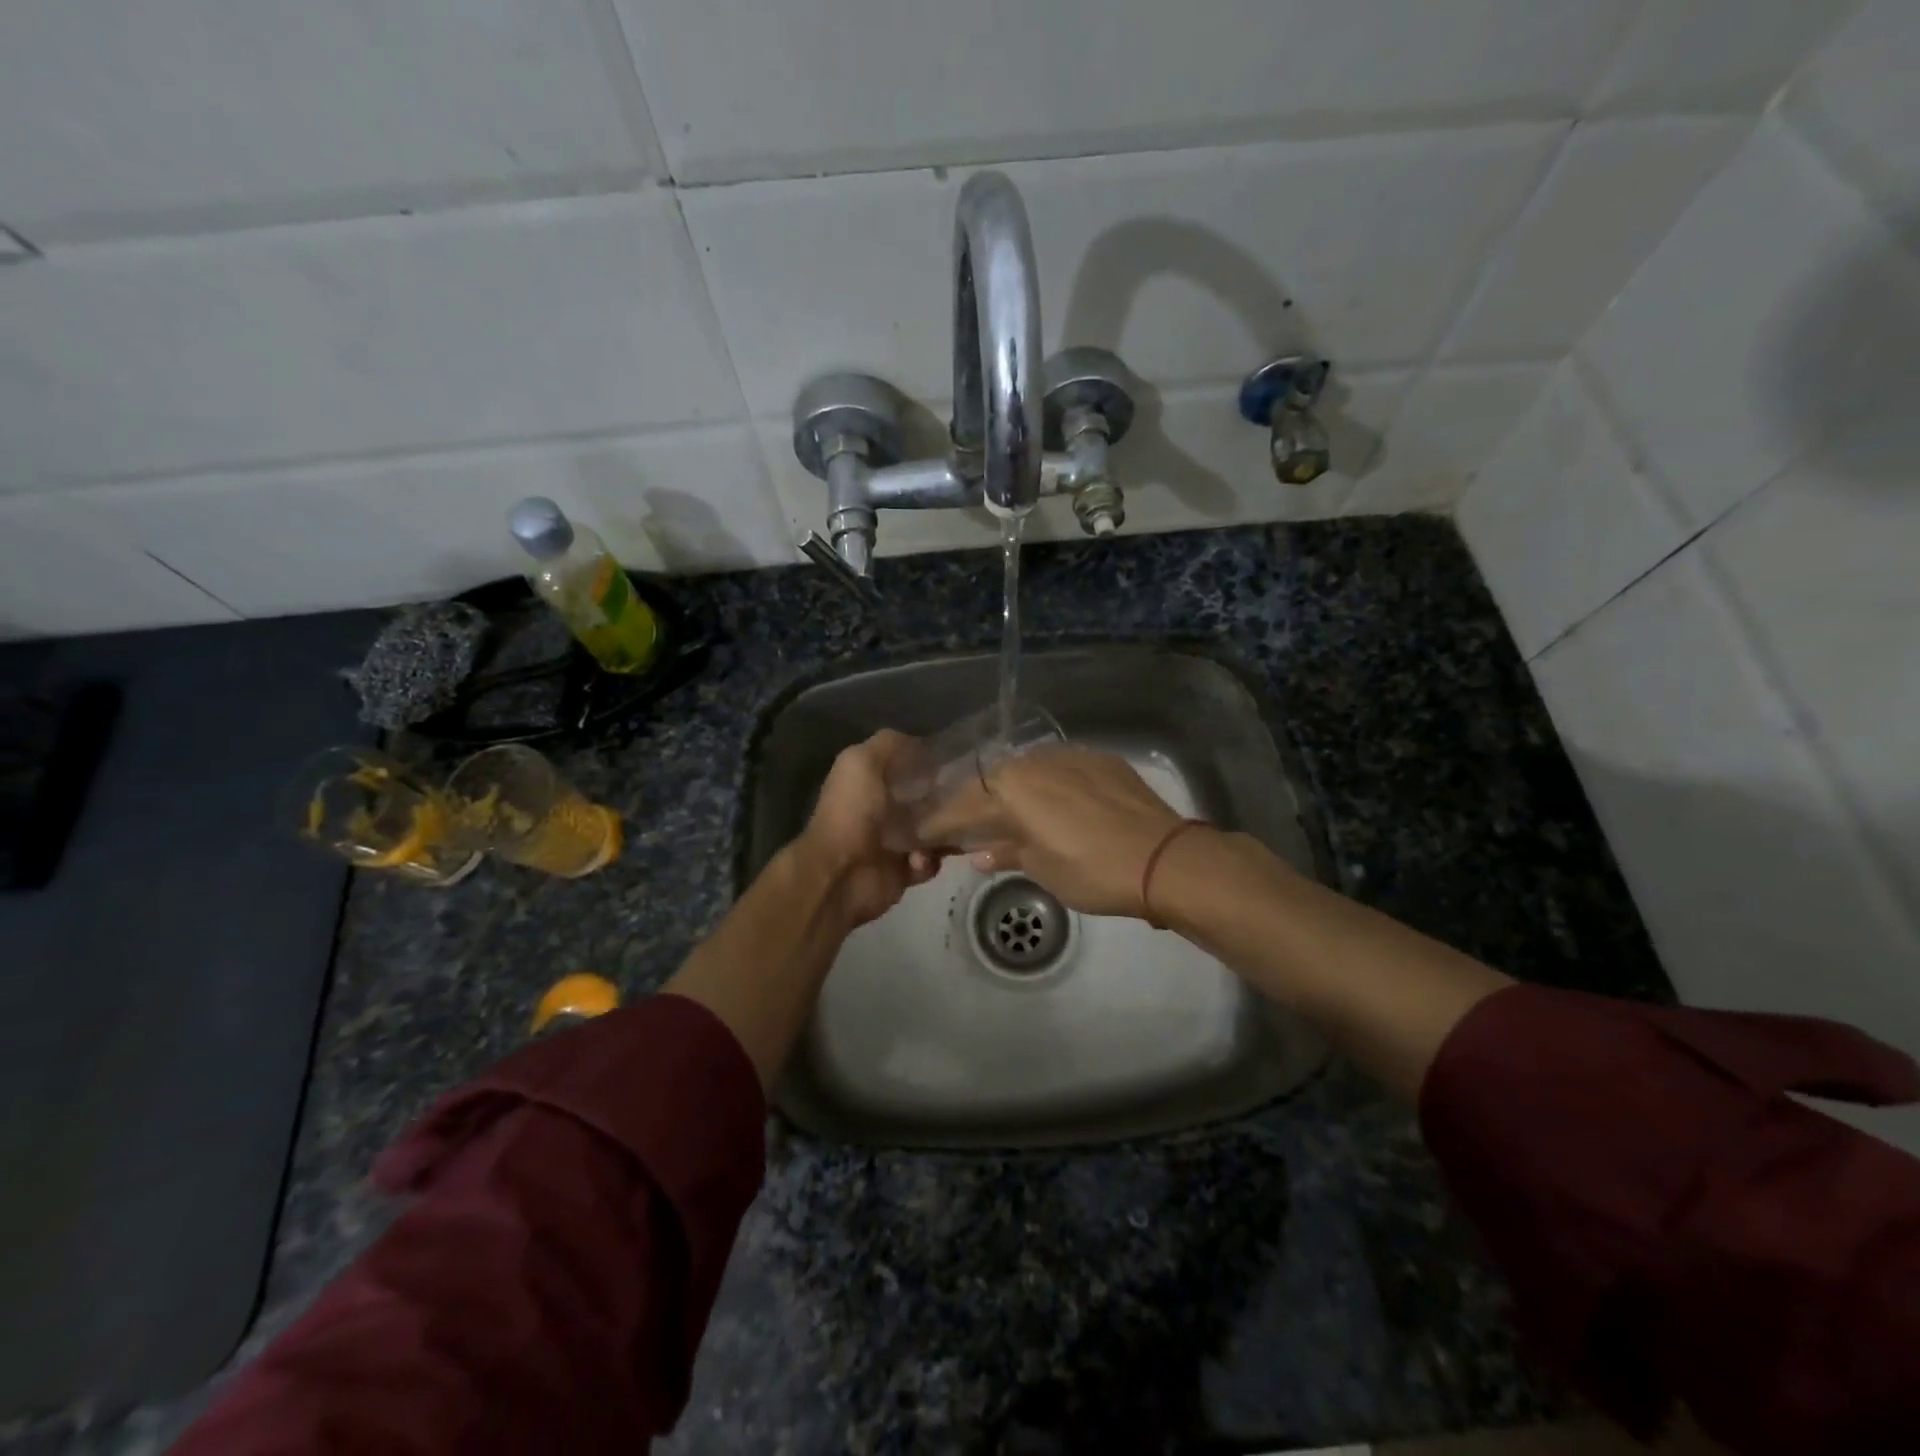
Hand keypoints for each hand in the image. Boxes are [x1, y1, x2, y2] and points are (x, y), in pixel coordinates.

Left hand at [795, 731, 943, 928]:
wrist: (842, 873)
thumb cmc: (852, 812)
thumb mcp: (863, 760)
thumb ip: (889, 744)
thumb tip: (921, 744)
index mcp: (868, 782)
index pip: (906, 766)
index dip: (928, 763)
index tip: (954, 762)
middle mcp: (880, 810)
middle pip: (924, 799)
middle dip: (944, 798)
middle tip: (964, 799)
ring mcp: (892, 842)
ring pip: (933, 831)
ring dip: (943, 832)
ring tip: (947, 832)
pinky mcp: (902, 872)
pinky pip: (930, 862)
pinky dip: (930, 861)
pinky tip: (920, 859)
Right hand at [917, 746, 1187, 917]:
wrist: (1163, 857)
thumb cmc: (1092, 870)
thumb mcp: (1042, 870)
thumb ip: (1007, 853)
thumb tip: (981, 853)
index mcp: (1010, 788)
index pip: (961, 806)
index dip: (940, 823)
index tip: (923, 835)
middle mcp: (1033, 761)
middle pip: (991, 782)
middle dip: (975, 804)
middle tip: (966, 826)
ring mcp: (1069, 755)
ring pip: (1026, 770)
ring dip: (1012, 792)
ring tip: (1008, 814)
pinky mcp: (1099, 758)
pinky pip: (1059, 768)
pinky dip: (1047, 786)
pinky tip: (1053, 803)